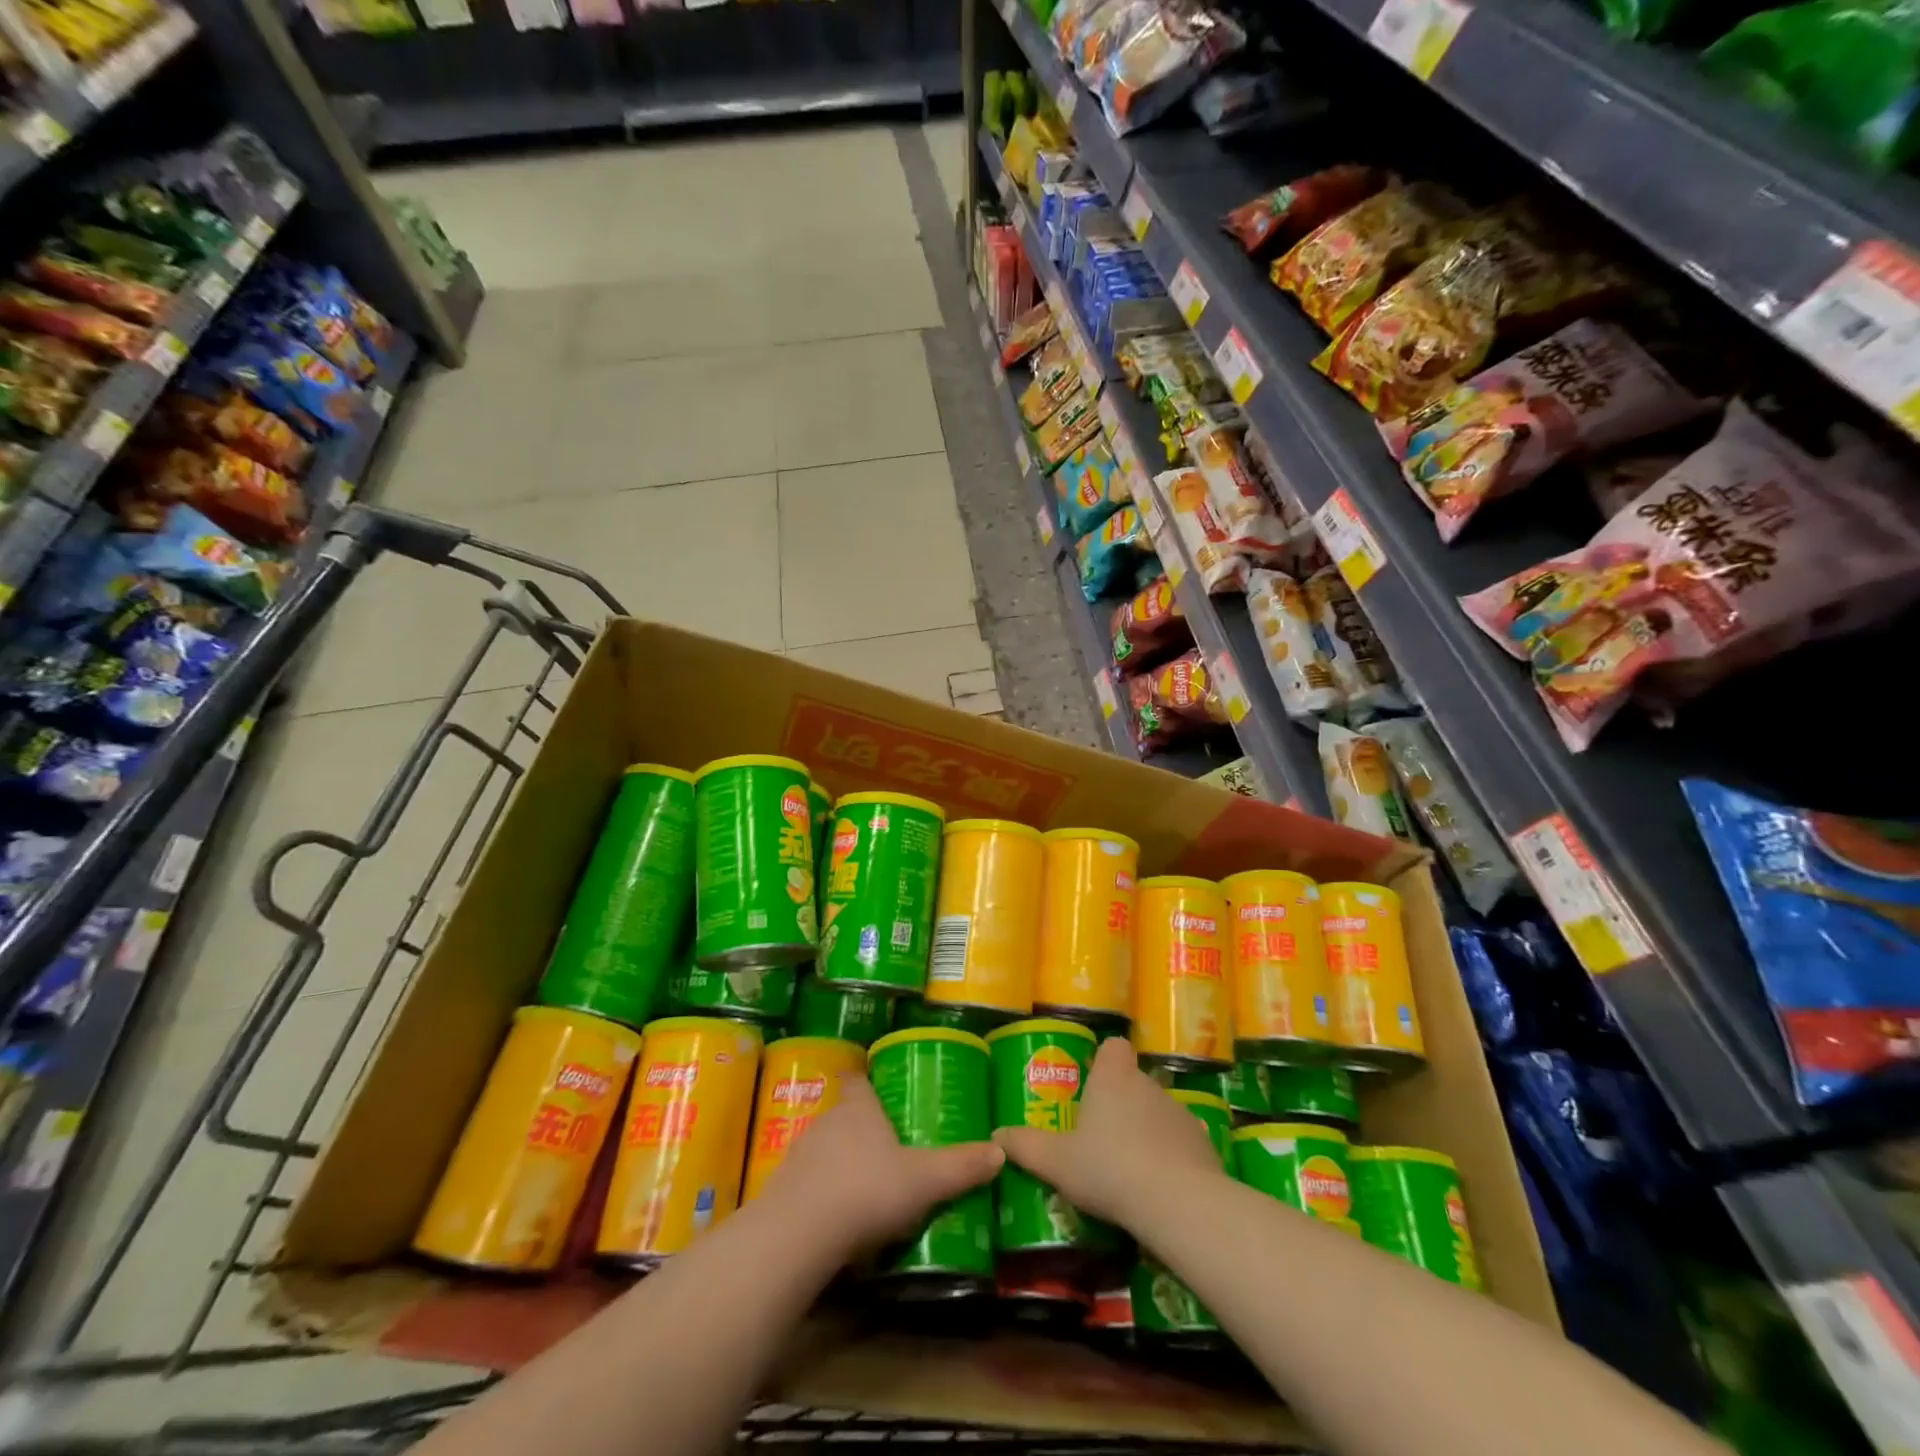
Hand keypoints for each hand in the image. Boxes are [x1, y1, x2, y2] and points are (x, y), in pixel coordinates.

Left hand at [759, 1074, 1002, 1259]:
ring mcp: (800, 1155)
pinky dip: (822, 1193)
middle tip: (888, 1145)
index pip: (859, 1079)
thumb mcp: (924, 1181)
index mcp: (859, 1109)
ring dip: (840, 1161)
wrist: (798, 1235)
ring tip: (866, 1184)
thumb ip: (961, 1167)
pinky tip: (838, 1218)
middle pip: (844, 1114)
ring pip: (825, 1148)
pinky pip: (808, 1182)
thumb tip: (1000, 1151)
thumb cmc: (866, 1190)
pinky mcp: (782, 1190)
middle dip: (862, 1127)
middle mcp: (827, 1121)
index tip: (879, 1086)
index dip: (867, 1080)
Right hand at [992, 1038, 1228, 1227]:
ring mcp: (1179, 1112)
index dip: (1104, 1060)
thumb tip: (997, 1136)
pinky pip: (1181, 1141)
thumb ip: (1026, 1147)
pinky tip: (1160, 1186)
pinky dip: (1171, 1155)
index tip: (1092, 1084)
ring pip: (1157, 1111)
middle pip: (1133, 1081)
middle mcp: (1147, 1085)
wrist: (1178, 1203)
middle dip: (1120, 1103)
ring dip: (1146, 1130)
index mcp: (1113, 1078)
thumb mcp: (1057, 1163)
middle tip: (1100, 1137)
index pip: (1114, 1047)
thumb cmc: (1109, 1169)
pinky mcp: (1203, 1143)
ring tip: (1130, 1167)